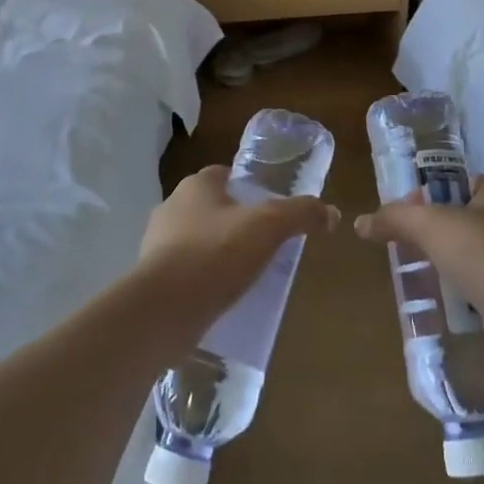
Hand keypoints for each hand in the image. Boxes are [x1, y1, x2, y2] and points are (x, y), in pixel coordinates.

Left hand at [139, 166, 339, 318]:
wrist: (164, 309)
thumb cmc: (216, 254)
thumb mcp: (269, 227)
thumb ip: (301, 214)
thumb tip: (332, 213)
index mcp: (195, 186)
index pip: (224, 174)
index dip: (248, 187)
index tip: (270, 208)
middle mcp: (171, 207)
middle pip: (211, 208)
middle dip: (235, 222)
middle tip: (265, 243)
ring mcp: (157, 243)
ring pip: (197, 240)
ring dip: (219, 252)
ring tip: (247, 274)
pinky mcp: (152, 277)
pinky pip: (186, 271)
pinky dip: (204, 279)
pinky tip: (223, 297)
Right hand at [354, 176, 483, 380]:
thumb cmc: (483, 252)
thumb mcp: (430, 224)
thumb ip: (394, 218)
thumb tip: (360, 223)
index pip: (458, 183)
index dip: (429, 193)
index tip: (403, 212)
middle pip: (460, 221)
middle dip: (431, 234)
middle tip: (401, 245)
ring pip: (467, 257)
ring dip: (442, 265)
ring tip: (412, 274)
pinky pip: (475, 289)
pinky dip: (456, 294)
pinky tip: (434, 301)